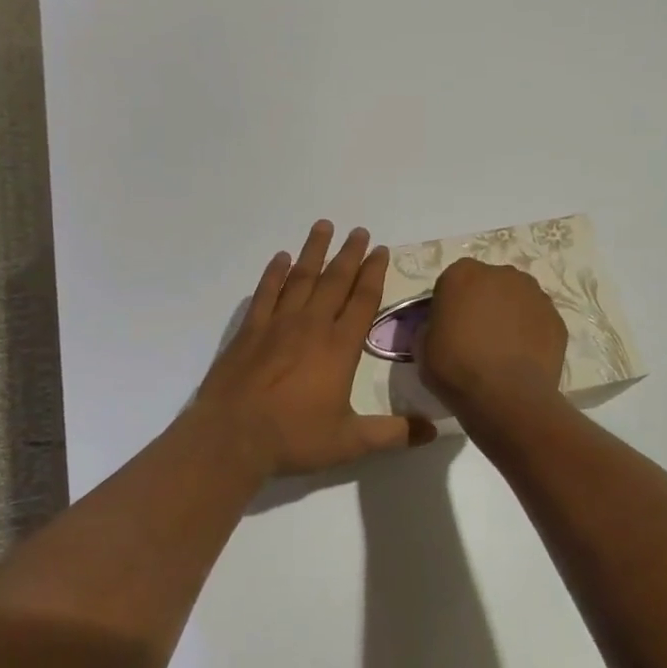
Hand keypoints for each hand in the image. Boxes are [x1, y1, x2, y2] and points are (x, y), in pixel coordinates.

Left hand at [196, 221, 427, 477]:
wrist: (232, 436)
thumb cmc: (294, 437)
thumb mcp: (350, 442)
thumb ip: (393, 433)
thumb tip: (434, 430)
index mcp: (339, 348)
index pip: (362, 301)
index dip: (374, 274)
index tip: (381, 251)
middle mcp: (311, 325)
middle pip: (334, 281)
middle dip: (350, 254)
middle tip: (359, 231)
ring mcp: (277, 323)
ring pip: (301, 278)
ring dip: (314, 251)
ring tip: (324, 226)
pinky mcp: (249, 330)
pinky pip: (266, 292)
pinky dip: (274, 273)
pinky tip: (281, 257)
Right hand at [417, 258, 567, 414]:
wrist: (506, 397)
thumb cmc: (456, 368)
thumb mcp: (422, 346)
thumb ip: (431, 326)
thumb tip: (441, 328)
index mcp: (463, 274)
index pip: (452, 282)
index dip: (449, 305)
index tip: (447, 328)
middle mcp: (501, 274)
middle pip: (488, 285)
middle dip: (482, 304)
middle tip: (475, 337)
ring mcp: (534, 294)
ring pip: (516, 300)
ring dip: (509, 315)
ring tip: (502, 350)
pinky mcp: (557, 319)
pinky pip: (536, 321)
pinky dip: (530, 333)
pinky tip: (522, 358)